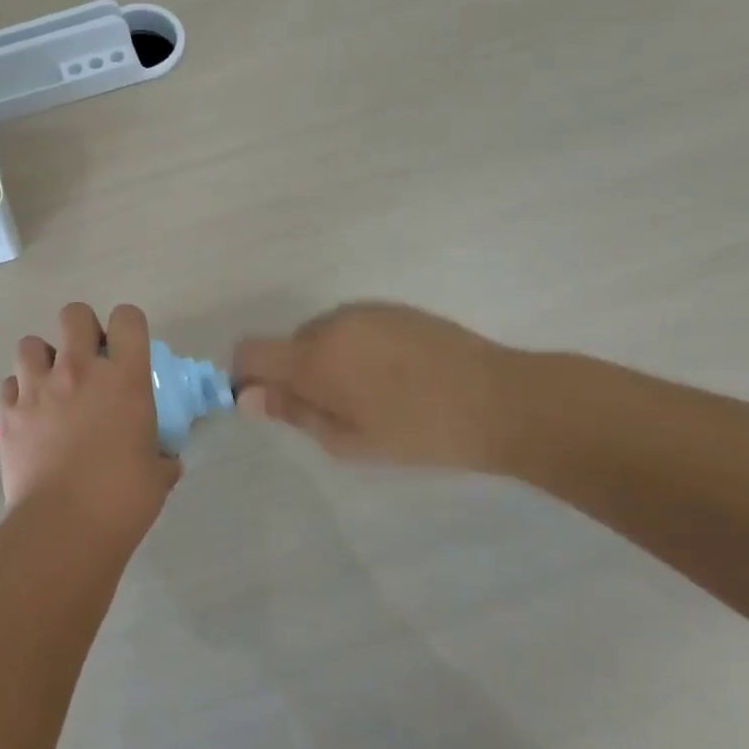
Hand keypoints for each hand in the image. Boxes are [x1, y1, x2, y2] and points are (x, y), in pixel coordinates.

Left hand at [0, 303, 182, 540]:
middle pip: (74, 314)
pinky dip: (19, 392)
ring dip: (43, 358)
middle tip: (88, 360)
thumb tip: (166, 460)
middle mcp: (79, 371)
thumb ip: (162, 457)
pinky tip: (30, 414)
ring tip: (52, 384)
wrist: (64, 527)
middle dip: (82, 329)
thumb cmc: (122, 500)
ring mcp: (37, 388)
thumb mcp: (158, 475)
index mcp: (124, 378)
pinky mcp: (8, 412)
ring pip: (31, 343)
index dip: (128, 326)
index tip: (126, 349)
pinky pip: (9, 384)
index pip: (128, 318)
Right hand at [233, 302, 518, 470]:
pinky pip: (352, 327)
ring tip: (369, 396)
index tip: (267, 402)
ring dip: (327, 362)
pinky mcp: (394, 308)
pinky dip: (354, 349)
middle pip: (287, 345)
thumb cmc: (419, 432)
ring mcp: (365, 311)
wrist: (503, 400)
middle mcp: (331, 323)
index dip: (245, 376)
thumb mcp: (347, 440)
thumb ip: (293, 413)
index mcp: (314, 356)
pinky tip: (392, 377)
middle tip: (332, 412)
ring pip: (321, 335)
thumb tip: (247, 397)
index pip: (250, 351)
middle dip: (295, 374)